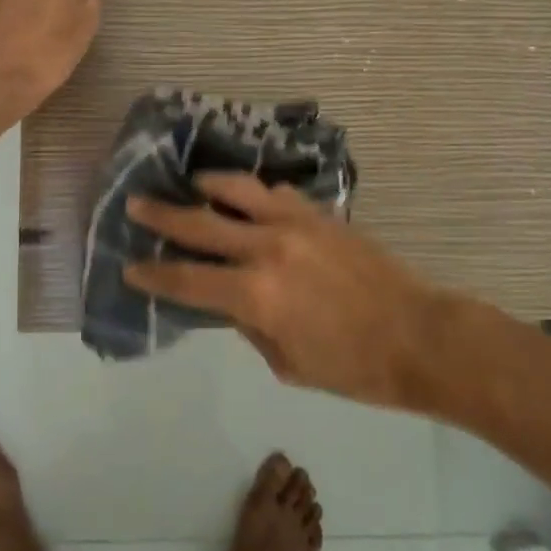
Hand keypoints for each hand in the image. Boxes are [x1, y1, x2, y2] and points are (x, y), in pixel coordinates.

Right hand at [124, 173, 442, 406]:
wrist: (419, 336)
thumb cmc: (353, 368)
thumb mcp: (288, 363)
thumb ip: (249, 326)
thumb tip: (228, 300)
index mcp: (255, 295)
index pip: (187, 279)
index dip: (154, 274)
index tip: (130, 266)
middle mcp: (267, 248)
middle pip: (200, 223)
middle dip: (162, 215)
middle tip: (136, 202)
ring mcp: (296, 223)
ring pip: (238, 189)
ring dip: (207, 184)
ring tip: (190, 182)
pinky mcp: (320, 213)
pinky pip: (277, 192)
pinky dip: (255, 191)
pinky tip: (248, 195)